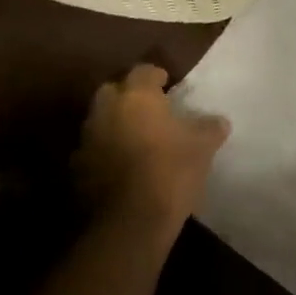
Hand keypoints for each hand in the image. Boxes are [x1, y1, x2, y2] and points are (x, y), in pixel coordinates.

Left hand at [76, 63, 228, 238]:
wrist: (129, 223)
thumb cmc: (170, 172)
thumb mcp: (202, 147)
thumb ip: (210, 128)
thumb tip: (219, 121)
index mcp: (136, 96)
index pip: (143, 71)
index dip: (156, 76)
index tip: (168, 85)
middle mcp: (106, 110)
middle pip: (112, 91)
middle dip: (127, 97)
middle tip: (148, 111)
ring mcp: (87, 140)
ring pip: (99, 121)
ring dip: (114, 125)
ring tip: (135, 140)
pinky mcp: (76, 170)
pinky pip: (92, 152)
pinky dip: (103, 154)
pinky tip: (120, 169)